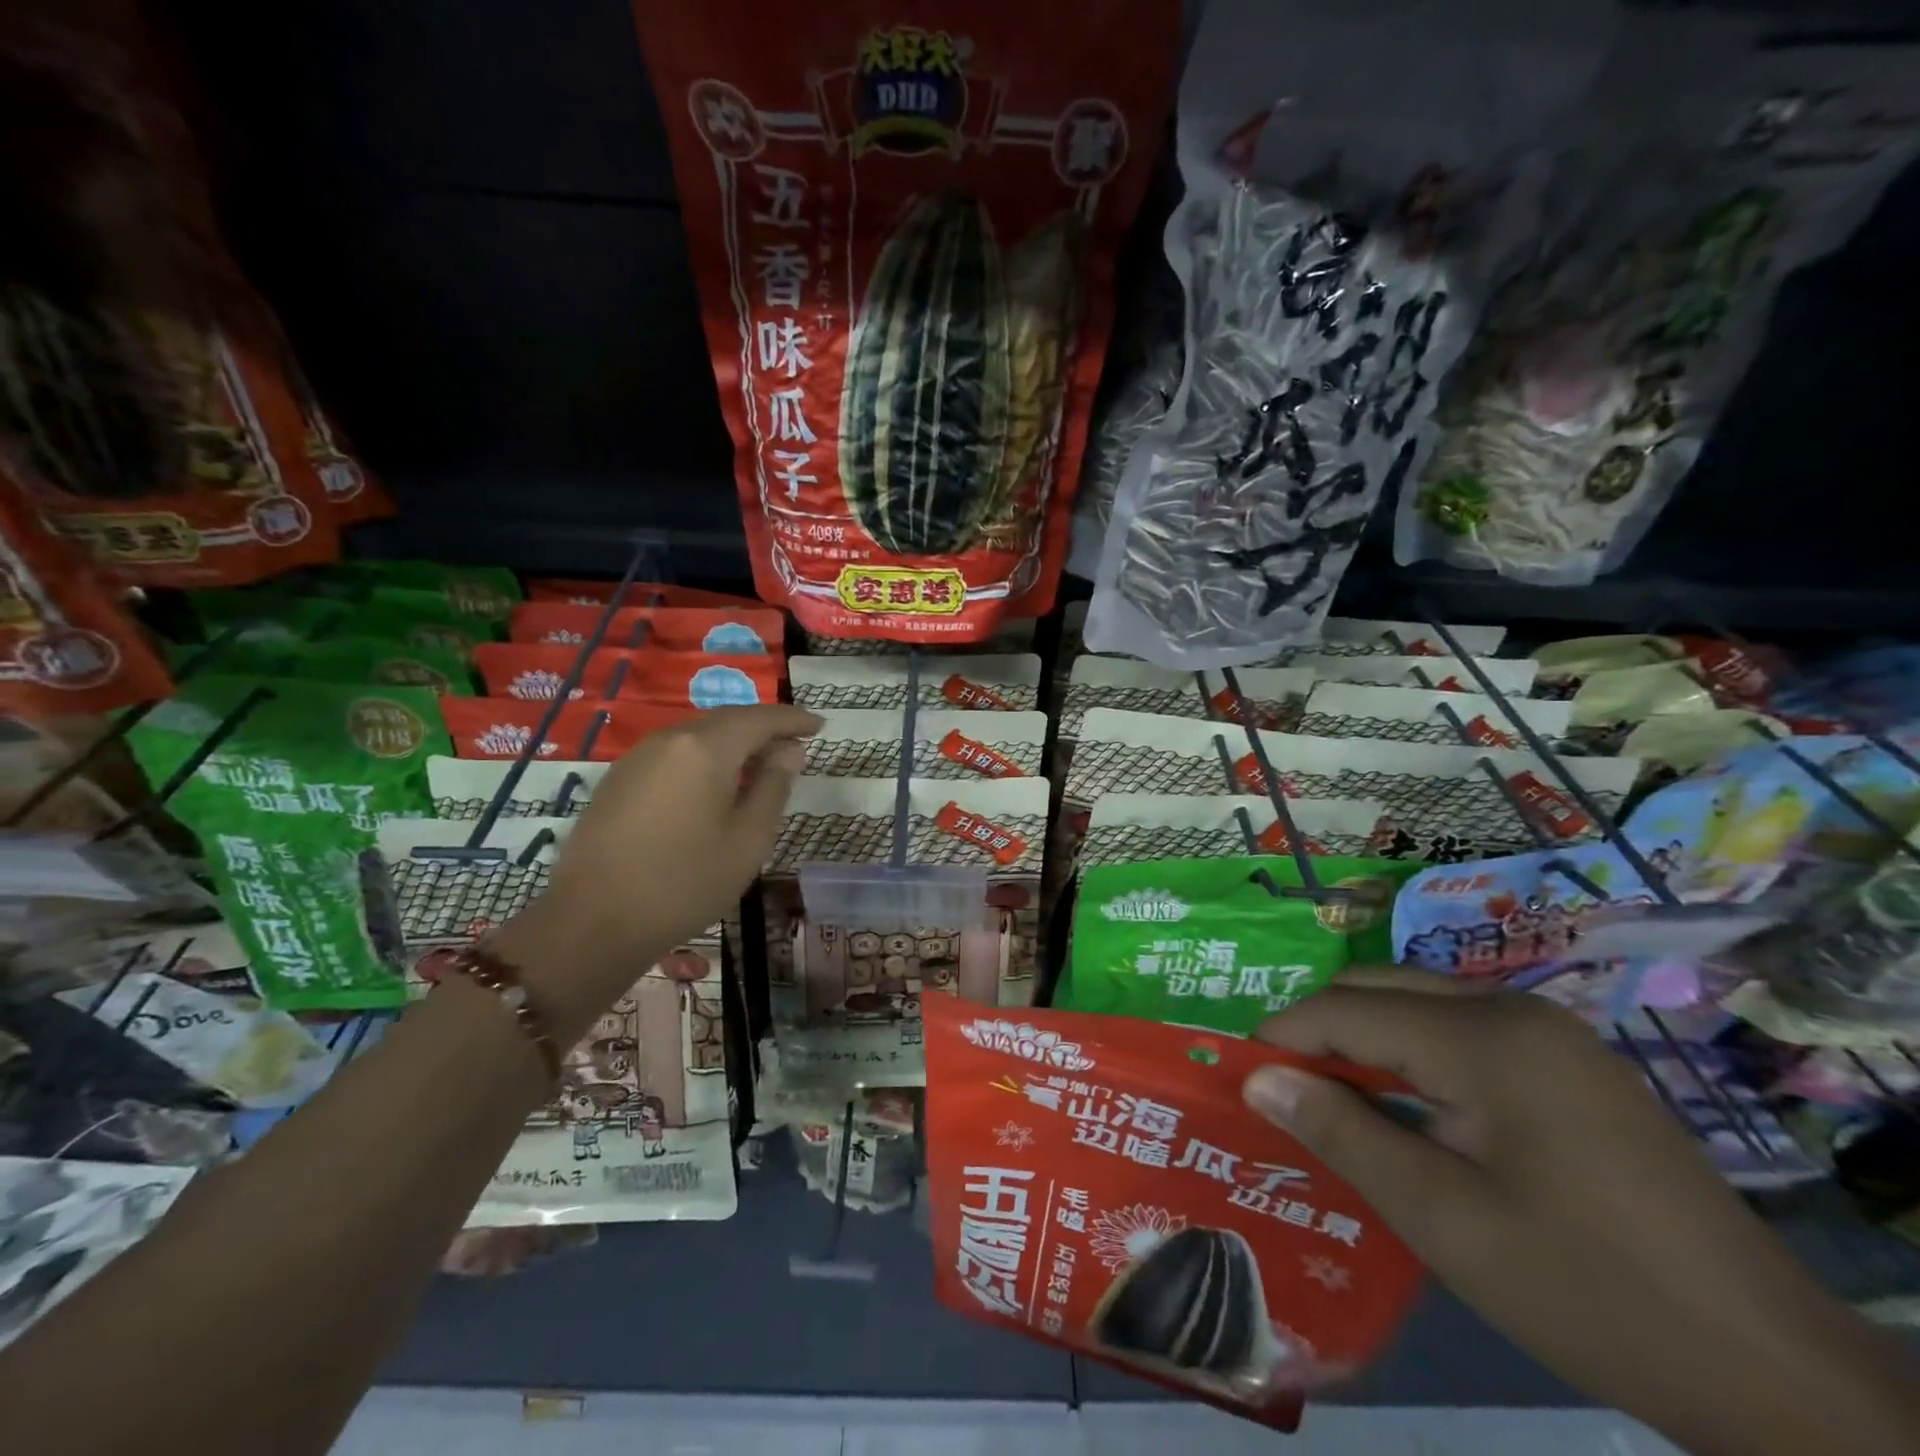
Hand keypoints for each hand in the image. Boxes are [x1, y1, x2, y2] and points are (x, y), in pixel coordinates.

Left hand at [490, 705, 819, 1037]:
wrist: (593, 924)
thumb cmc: (686, 883)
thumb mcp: (748, 839)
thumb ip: (773, 786)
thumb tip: (789, 751)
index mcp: (705, 748)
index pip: (759, 718)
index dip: (792, 719)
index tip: (819, 725)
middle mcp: (668, 740)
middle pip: (726, 721)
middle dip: (764, 728)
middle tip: (795, 746)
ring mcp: (637, 759)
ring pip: (697, 737)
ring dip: (733, 744)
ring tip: (760, 766)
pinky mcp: (618, 782)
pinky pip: (673, 755)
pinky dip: (704, 759)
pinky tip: (715, 785)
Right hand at [1242, 970, 1919, 1455]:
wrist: (1774, 1370)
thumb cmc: (1585, 1286)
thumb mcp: (1442, 1218)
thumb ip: (1340, 1132)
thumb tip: (1256, 1078)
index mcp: (1481, 1035)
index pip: (1346, 1009)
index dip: (1283, 1036)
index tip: (1240, 1075)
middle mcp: (1513, 1008)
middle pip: (1380, 990)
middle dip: (1320, 1031)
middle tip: (1281, 1088)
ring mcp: (1550, 1031)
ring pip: (1419, 1004)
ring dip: (1365, 1040)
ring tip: (1332, 1097)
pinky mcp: (1571, 1062)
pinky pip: (1462, 1031)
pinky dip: (1414, 1054)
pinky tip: (1408, 1106)